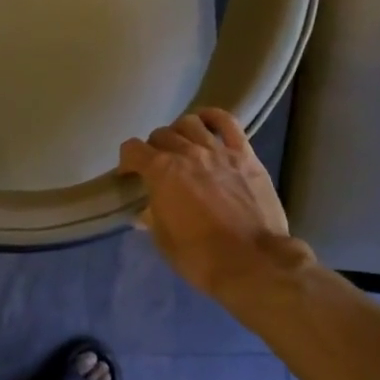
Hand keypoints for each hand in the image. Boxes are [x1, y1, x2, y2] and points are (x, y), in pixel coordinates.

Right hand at [119, 109, 296, 301]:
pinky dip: (213, 117)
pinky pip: (227, 122)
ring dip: (180, 132)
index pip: (132, 149)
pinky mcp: (245, 155)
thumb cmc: (200, 256)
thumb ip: (152, 216)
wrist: (252, 262)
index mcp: (161, 172)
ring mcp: (218, 151)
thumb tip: (146, 211)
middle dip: (153, 149)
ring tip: (182, 147)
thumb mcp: (163, 240)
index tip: (128, 175)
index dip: (127, 161)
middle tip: (157, 166)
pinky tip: (206, 123)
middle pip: (161, 135)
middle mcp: (187, 153)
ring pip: (190, 123)